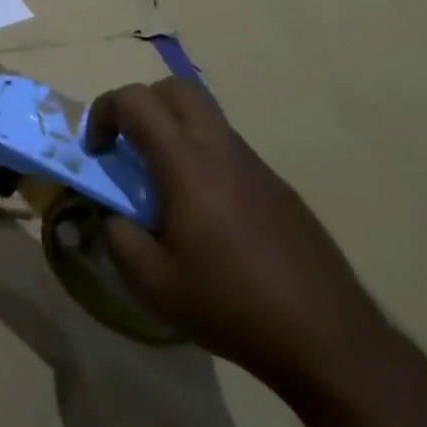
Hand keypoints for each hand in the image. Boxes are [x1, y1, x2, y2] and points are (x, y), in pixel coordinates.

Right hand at [84, 77, 383, 386]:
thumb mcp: (154, 285)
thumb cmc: (232, 306)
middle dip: (142, 105)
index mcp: (186, 162)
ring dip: (174, 129)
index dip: (104, 113)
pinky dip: (203, 156)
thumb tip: (112, 214)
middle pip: (175, 88)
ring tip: (166, 185)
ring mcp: (254, 163)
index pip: (135, 100)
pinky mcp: (277, 184)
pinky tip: (209, 215)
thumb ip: (118, 238)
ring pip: (204, 114)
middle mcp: (219, 147)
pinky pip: (228, 147)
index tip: (98, 153)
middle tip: (130, 147)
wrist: (328, 339)